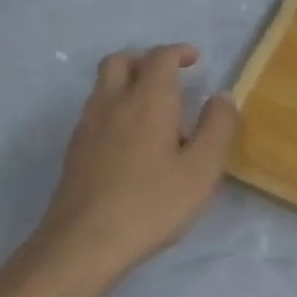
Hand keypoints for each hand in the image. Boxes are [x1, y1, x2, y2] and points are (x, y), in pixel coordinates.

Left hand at [25, 45, 239, 284]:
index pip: (160, 58)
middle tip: (170, 78)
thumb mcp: (201, 170)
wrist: (83, 244)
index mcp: (147, 101)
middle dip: (146, 60)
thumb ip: (217, 128)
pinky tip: (133, 141)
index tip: (195, 60)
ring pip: (103, 85)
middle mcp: (113, 104)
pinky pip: (96, 111)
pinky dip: (116, 108)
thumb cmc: (151, 204)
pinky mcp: (75, 151)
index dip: (178, 52)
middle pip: (121, 61)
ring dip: (128, 82)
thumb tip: (222, 97)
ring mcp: (88, 127)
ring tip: (155, 110)